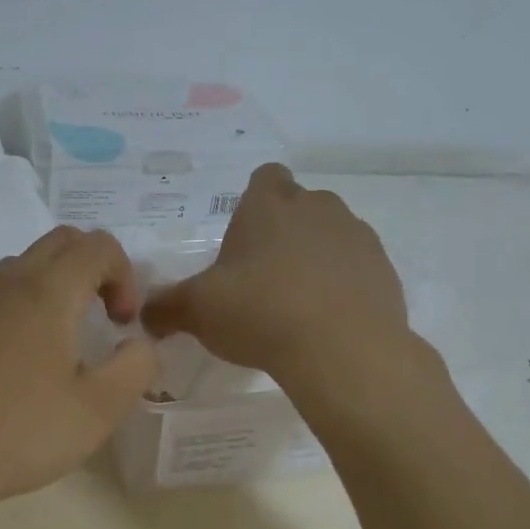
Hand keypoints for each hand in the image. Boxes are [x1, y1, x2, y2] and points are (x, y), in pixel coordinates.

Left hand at [0, 226, 157, 516]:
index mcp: (47, 288)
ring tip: (66, 338)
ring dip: (59, 283)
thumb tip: (139, 343)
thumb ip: (136, 366)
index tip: (123, 324)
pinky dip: (26, 301)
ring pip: (27, 263)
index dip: (126, 276)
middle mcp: (8, 279)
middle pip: (63, 242)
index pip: (99, 245)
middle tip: (104, 319)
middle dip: (96, 269)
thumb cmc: (19, 431)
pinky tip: (23, 358)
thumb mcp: (99, 409)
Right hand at [141, 164, 417, 387]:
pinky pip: (357, 267)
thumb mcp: (197, 311)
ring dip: (315, 256)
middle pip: (299, 205)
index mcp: (269, 204)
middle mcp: (317, 207)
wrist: (344, 351)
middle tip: (261, 275)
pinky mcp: (385, 270)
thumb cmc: (260, 313)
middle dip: (283, 231)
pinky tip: (326, 320)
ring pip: (331, 234)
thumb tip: (144, 315)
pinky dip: (343, 284)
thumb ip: (166, 307)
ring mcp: (357, 236)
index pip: (265, 176)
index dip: (254, 201)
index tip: (243, 236)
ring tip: (296, 302)